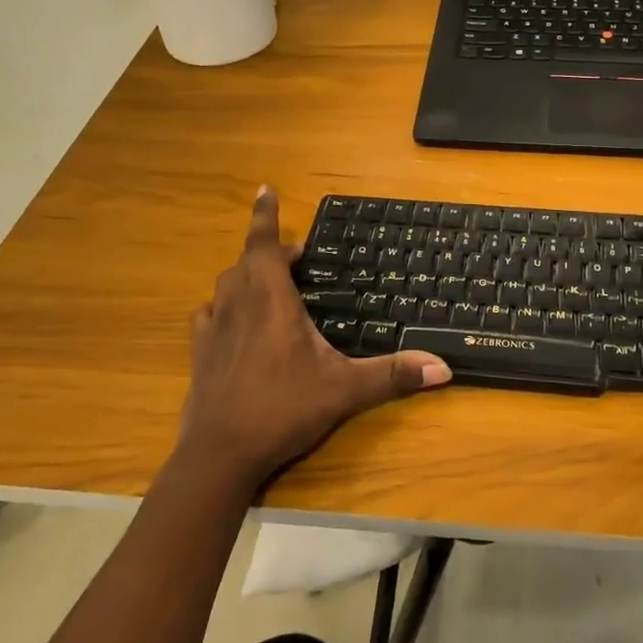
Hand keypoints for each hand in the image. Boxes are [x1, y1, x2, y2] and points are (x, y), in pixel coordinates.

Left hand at [179, 187, 450, 489]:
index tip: (264, 188)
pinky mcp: (199, 353)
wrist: (220, 454)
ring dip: (245, 275)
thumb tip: (444, 367)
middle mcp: (239, 304)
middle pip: (247, 261)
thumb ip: (393, 374)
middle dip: (268, 251)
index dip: (265, 215)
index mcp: (271, 300)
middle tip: (294, 257)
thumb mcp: (345, 390)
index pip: (264, 244)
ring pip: (226, 284)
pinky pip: (208, 313)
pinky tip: (232, 320)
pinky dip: (223, 305)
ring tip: (267, 283)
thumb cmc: (283, 409)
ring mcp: (214, 328)